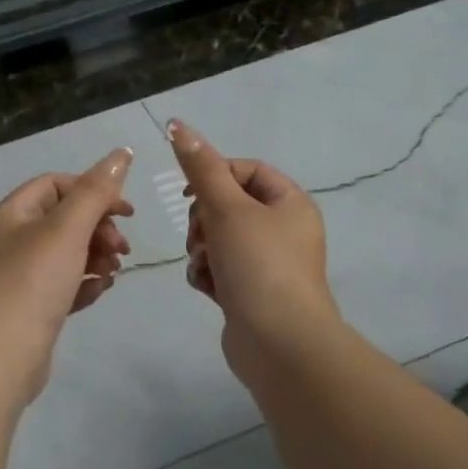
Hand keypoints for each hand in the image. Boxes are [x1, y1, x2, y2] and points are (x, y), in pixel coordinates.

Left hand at [0, 147, 134, 401]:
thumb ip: (97, 190)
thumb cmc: (32, 282)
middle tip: (122, 248)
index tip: (126, 212)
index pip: (57, 184)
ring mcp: (21, 276)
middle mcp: (13, 240)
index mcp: (13, 213)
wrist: (0, 357)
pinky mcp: (32, 307)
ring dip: (97, 256)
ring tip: (113, 272)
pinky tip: (99, 292)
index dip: (94, 191)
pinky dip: (85, 283)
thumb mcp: (68, 229)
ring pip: (69, 253)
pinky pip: (65, 284)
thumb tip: (122, 151)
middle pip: (66, 219)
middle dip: (99, 229)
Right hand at [166, 119, 339, 384]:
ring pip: (218, 239)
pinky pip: (218, 269)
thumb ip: (200, 168)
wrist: (279, 344)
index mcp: (290, 203)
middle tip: (201, 234)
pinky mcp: (249, 293)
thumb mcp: (227, 208)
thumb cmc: (259, 266)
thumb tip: (177, 124)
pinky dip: (207, 274)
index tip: (191, 192)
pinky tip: (208, 288)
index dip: (214, 175)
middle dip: (204, 218)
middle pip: (228, 205)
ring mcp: (267, 265)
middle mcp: (283, 231)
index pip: (246, 170)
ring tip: (206, 265)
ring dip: (202, 248)